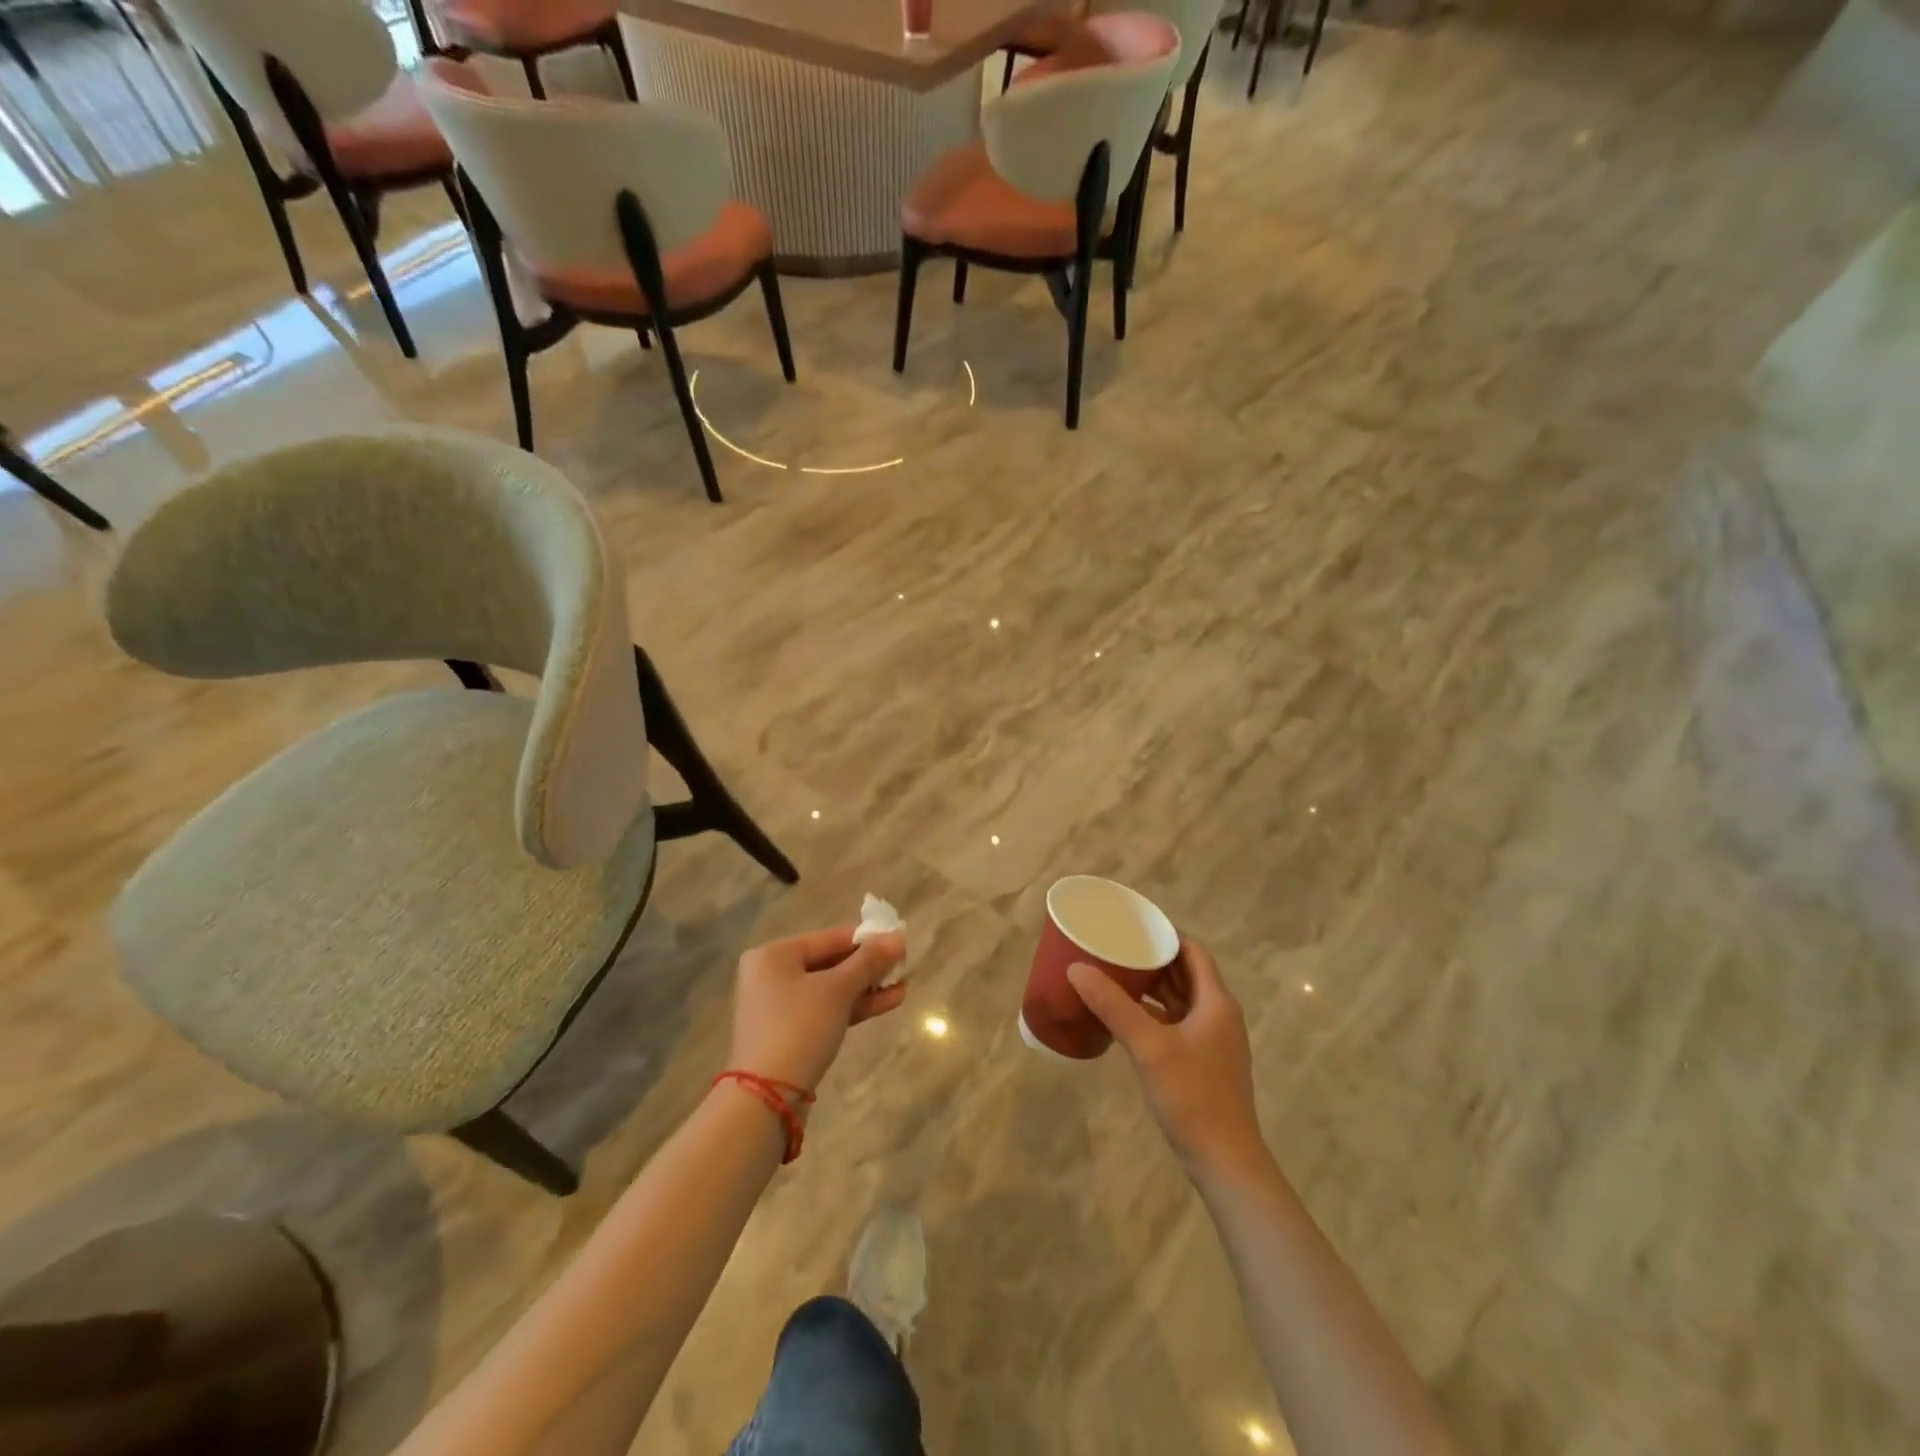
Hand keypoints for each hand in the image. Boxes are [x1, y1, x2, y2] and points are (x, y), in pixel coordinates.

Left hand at [728, 927, 906, 1096]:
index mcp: (773, 955)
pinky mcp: (789, 1034)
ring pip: (831, 989)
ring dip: (866, 988)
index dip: (867, 939)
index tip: (900, 942)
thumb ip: (868, 962)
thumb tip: (897, 937)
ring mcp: (778, 1007)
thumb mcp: (838, 990)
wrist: (767, 1098)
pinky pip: (826, 1010)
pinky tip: (888, 1002)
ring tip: (903, 986)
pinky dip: (853, 1006)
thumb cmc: (799, 1028)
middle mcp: (771, 975)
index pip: (830, 938)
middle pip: (830, 962)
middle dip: (869, 967)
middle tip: (904, 966)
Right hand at [1068, 941, 1268, 1182]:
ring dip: (1151, 987)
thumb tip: (1076, 968)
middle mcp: (1218, 1014)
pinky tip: (1123, 1017)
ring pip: (1179, 1000)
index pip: (1192, 951)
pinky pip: (1175, 1023)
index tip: (1131, 926)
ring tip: (1113, 974)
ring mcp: (1211, 1041)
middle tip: (1114, 947)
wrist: (1225, 1162)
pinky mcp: (1201, 1062)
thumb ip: (1113, 1006)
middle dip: (1152, 959)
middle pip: (1185, 973)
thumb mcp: (1148, 1046)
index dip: (1164, 935)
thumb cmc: (1192, 1096)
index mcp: (1216, 1002)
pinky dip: (1152, 1013)